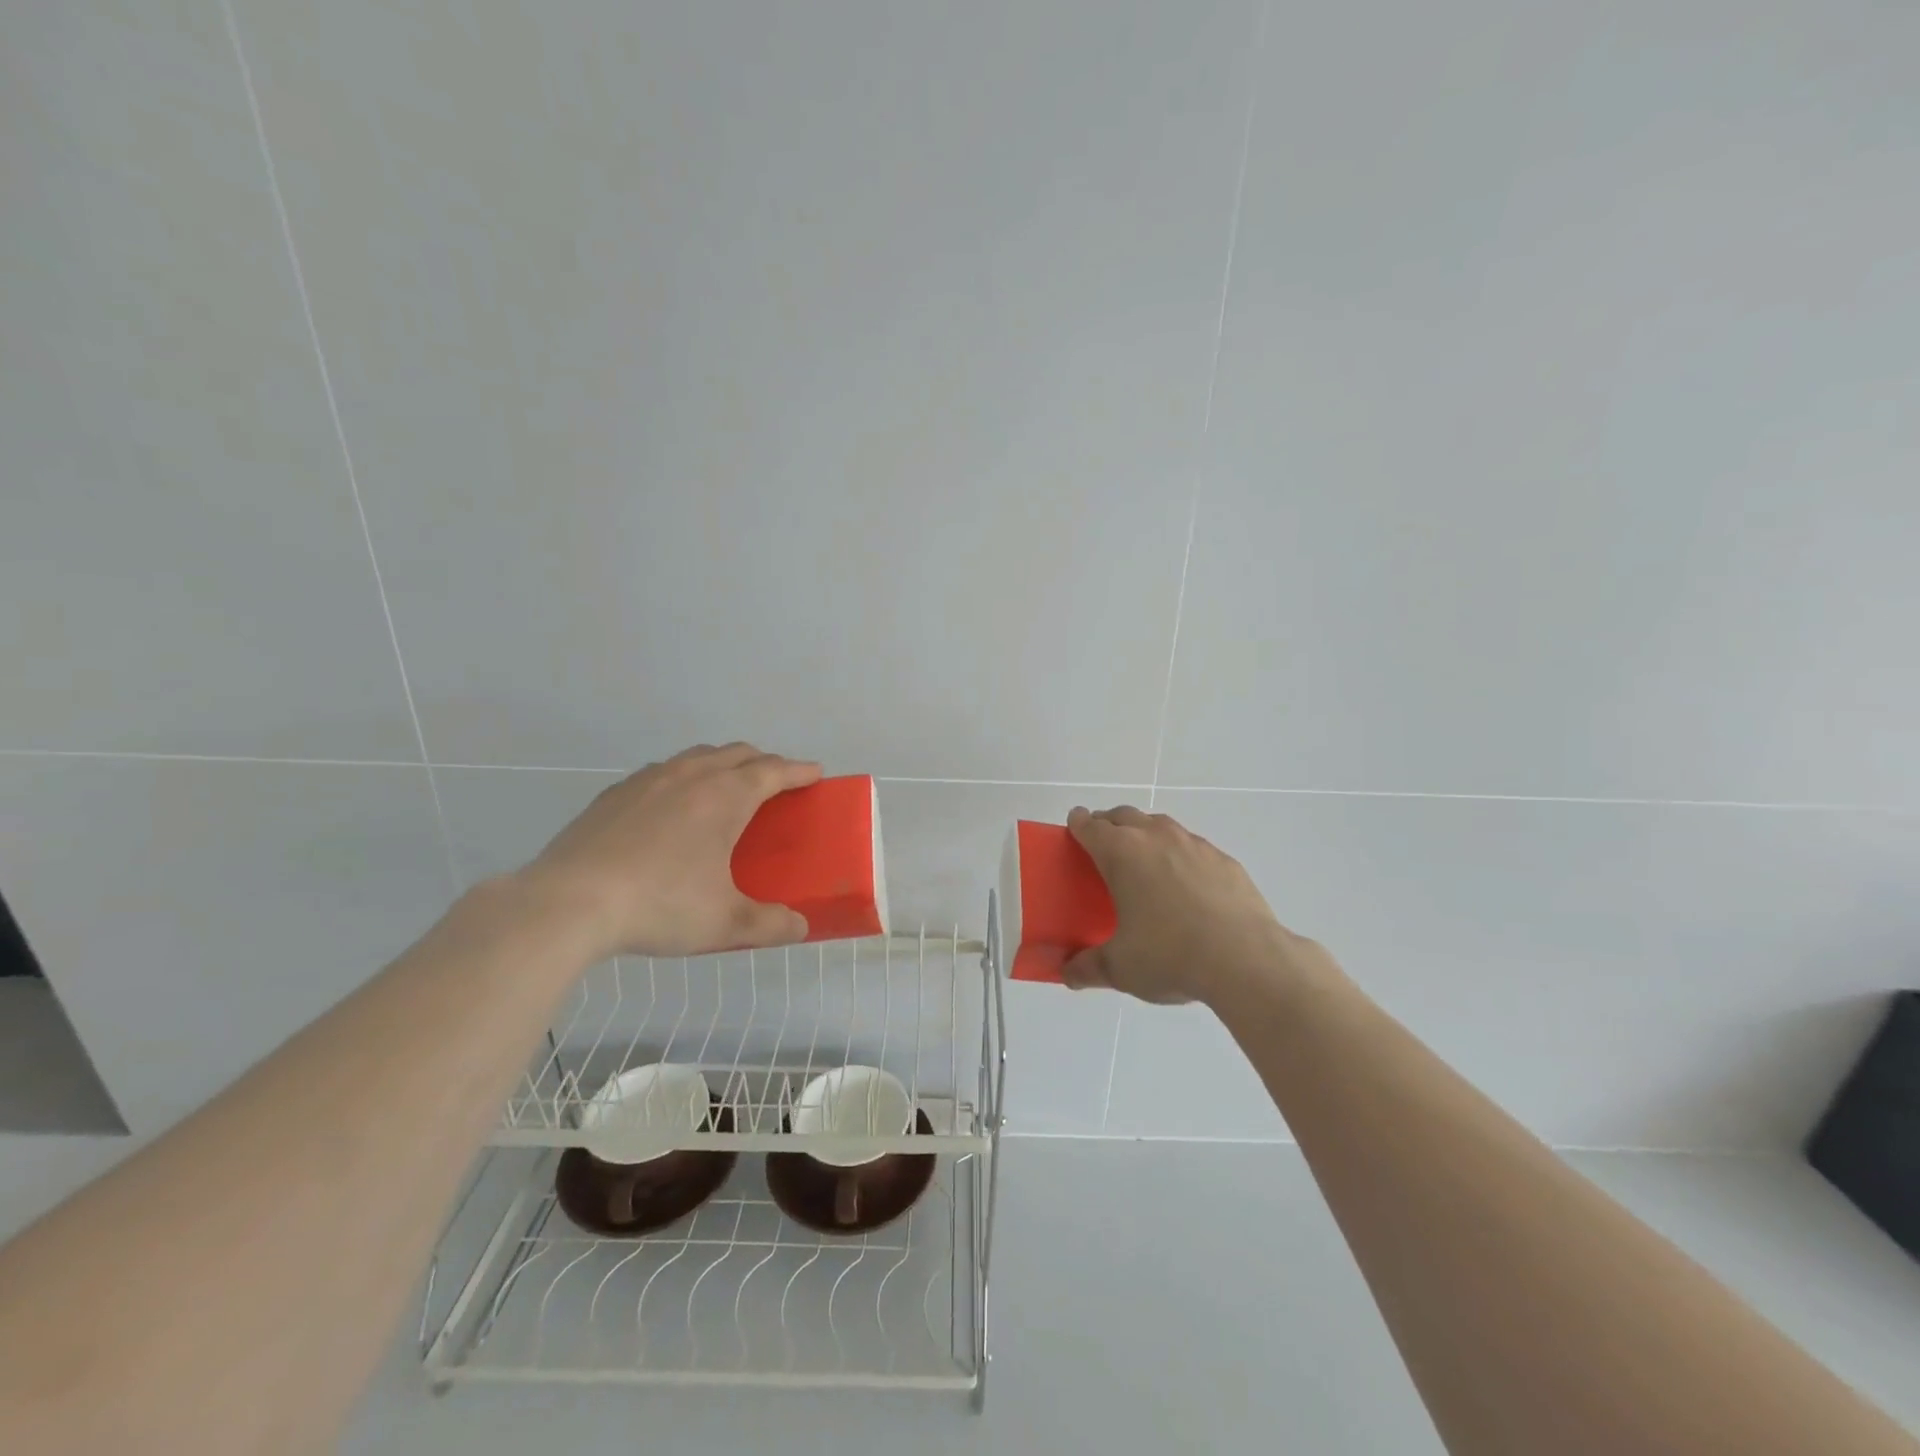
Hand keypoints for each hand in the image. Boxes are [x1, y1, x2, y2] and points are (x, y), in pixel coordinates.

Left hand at [519, 743, 822, 957]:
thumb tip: (800, 927)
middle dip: (763, 762)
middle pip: (738, 753)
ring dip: (722, 764)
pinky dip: (683, 778)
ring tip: (725, 791)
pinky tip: (671, 809)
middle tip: (775, 785)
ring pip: (698, 757)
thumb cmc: (660, 905)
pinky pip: (662, 772)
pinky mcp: (614, 794)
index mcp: (725, 797)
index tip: (815, 773)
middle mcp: (691, 776)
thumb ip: (770, 925)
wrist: (568, 902)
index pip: (773, 771)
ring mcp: (648, 780)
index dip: (799, 770)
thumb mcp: (724, 924)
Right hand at [1059, 805, 1330, 1005]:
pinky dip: (1181, 856)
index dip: (1078, 824)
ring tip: (1144, 863)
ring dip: (1146, 834)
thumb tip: (1068, 974)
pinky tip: (1186, 885)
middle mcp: (1156, 837)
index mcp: (1121, 853)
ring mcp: (1194, 845)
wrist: (1246, 960)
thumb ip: (1089, 967)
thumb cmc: (1170, 956)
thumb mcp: (1120, 968)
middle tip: (1104, 846)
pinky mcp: (1224, 860)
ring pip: (1161, 826)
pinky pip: (1193, 847)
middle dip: (1110, 824)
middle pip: (1124, 816)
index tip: (1074, 827)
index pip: (1090, 826)